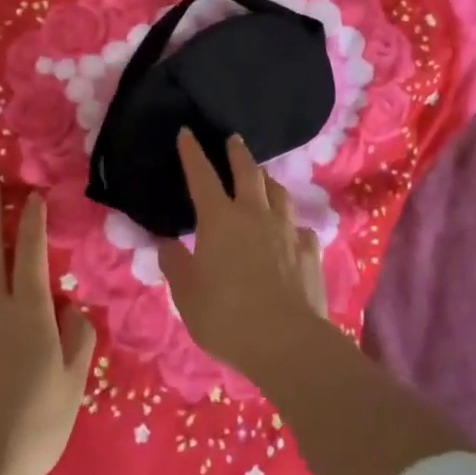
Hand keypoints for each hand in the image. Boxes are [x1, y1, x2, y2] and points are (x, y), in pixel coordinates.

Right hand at [159, 131, 331, 383]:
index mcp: (219, 220)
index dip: (192, 153)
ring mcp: (286, 231)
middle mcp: (254, 215)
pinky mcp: (309, 251)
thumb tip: (166, 243)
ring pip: (279, 193)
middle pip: (248, 173)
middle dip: (238, 153)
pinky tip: (291, 232)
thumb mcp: (186, 293)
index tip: (187, 132)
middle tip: (234, 139)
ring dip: (268, 182)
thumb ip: (175, 264)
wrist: (286, 342)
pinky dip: (291, 224)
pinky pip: (300, 228)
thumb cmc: (226, 316)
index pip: (201, 176)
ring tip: (264, 180)